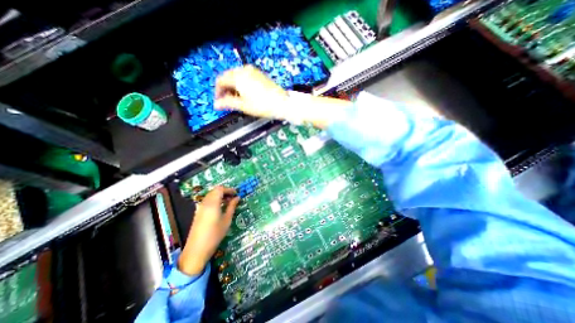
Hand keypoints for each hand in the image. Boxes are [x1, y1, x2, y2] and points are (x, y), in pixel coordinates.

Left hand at [179, 186, 238, 274]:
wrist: (197, 249)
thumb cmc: (215, 234)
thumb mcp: (227, 220)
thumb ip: (232, 206)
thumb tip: (237, 198)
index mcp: (213, 203)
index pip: (220, 189)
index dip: (229, 189)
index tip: (236, 193)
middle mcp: (205, 202)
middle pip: (215, 190)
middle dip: (225, 191)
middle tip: (233, 197)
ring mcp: (200, 207)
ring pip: (210, 195)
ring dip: (219, 195)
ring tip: (228, 202)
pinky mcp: (198, 212)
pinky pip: (207, 200)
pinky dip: (215, 200)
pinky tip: (220, 207)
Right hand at [213, 64, 351, 130]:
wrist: (282, 103)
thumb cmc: (263, 105)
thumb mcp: (243, 106)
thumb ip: (228, 103)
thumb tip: (217, 104)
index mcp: (238, 77)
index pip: (221, 81)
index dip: (218, 91)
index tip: (219, 101)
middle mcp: (244, 70)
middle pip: (228, 77)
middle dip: (225, 88)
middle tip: (226, 101)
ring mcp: (253, 71)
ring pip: (237, 76)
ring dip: (233, 86)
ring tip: (236, 99)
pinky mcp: (259, 74)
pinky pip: (245, 77)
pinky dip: (241, 84)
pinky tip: (245, 94)